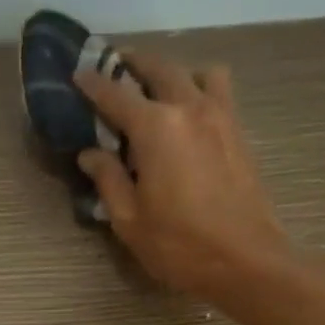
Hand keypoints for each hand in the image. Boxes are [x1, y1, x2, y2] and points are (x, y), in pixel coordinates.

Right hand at [75, 50, 291, 297]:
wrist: (246, 261)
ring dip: (175, 73)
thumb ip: (108, 180)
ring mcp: (221, 117)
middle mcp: (189, 108)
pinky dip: (200, 90)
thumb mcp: (130, 220)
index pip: (115, 95)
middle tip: (117, 68)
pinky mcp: (239, 133)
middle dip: (134, 64)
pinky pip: (220, 93)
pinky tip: (190, 115)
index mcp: (155, 127)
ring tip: (162, 91)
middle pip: (159, 68)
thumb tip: (91, 154)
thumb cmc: (180, 246)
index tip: (78, 74)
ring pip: (197, 72)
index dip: (93, 84)